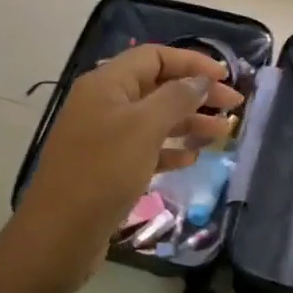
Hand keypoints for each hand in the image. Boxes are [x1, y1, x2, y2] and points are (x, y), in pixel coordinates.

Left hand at [12, 44, 242, 290]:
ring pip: (154, 119)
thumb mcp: (144, 128)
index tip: (226, 77)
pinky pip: (144, 148)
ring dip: (188, 122)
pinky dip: (169, 149)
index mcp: (106, 84)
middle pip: (157, 87)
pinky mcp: (107, 167)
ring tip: (222, 134)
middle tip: (234, 107)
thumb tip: (200, 80)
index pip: (154, 57)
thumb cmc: (103, 172)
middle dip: (196, 94)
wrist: (59, 235)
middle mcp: (103, 104)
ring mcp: (103, 137)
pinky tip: (191, 158)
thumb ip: (176, 98)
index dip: (192, 62)